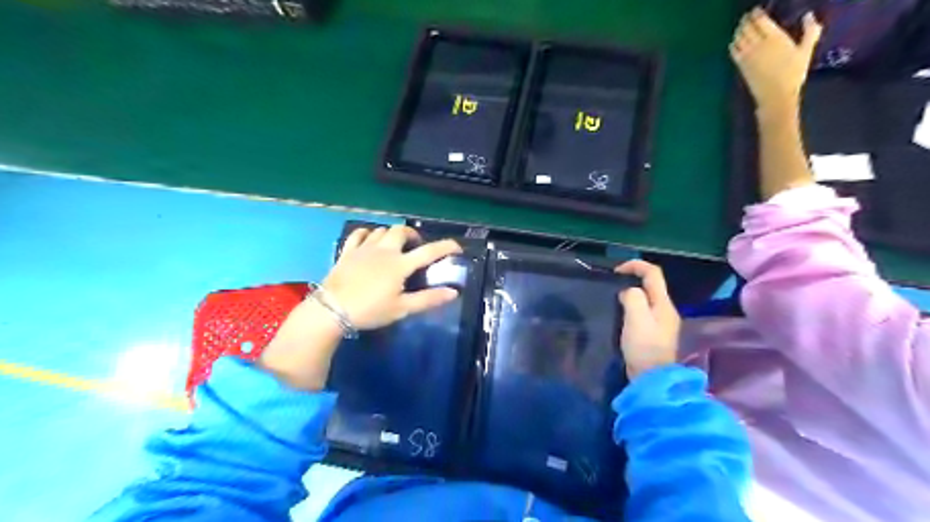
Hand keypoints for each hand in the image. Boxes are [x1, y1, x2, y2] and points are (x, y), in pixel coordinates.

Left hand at [324, 225, 460, 329]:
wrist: (331, 310)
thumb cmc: (370, 311)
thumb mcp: (402, 309)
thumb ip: (428, 299)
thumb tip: (453, 292)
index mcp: (400, 264)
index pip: (428, 251)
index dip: (445, 247)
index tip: (457, 246)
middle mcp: (384, 251)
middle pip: (401, 231)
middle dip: (412, 235)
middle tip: (416, 246)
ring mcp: (364, 248)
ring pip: (381, 230)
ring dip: (391, 234)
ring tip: (394, 245)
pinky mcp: (347, 251)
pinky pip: (358, 234)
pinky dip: (367, 233)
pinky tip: (369, 240)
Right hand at [616, 260, 681, 378]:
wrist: (651, 377)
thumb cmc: (643, 346)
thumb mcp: (636, 317)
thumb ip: (633, 297)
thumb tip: (628, 292)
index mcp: (663, 304)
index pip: (653, 273)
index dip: (635, 265)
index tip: (616, 271)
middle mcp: (666, 309)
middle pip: (651, 285)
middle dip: (633, 278)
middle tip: (613, 284)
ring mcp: (661, 322)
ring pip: (647, 298)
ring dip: (631, 293)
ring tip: (614, 298)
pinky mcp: (654, 333)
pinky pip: (643, 311)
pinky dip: (632, 306)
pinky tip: (621, 314)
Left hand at [735, 6, 818, 112]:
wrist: (776, 95)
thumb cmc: (793, 74)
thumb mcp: (806, 51)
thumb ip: (810, 31)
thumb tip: (809, 16)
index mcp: (775, 37)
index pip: (760, 20)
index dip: (756, 13)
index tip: (756, 10)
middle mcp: (758, 44)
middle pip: (747, 27)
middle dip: (745, 20)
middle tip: (747, 17)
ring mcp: (747, 55)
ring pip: (738, 37)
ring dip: (738, 30)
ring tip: (741, 27)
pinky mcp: (740, 65)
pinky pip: (733, 51)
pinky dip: (733, 44)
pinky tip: (735, 42)